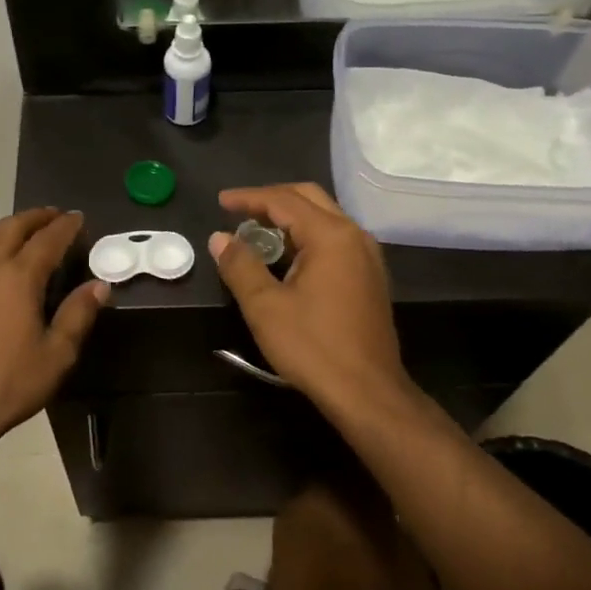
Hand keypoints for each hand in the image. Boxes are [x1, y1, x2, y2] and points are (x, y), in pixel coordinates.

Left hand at [0, 209, 108, 448]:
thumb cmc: (9, 384)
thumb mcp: (57, 354)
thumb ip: (78, 314)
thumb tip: (98, 285)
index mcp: (17, 278)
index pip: (47, 240)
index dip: (65, 227)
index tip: (78, 218)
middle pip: (10, 229)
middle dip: (34, 218)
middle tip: (52, 216)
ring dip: (4, 229)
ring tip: (18, 230)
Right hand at [209, 183, 413, 413]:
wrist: (367, 391)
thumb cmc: (313, 347)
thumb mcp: (265, 306)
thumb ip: (240, 265)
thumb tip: (220, 238)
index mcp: (330, 235)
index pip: (284, 201)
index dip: (249, 198)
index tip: (220, 202)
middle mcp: (354, 236)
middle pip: (310, 199)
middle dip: (272, 199)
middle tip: (239, 211)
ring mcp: (368, 256)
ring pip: (325, 218)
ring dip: (290, 219)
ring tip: (258, 232)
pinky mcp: (370, 277)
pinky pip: (335, 240)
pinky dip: (307, 237)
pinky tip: (288, 258)